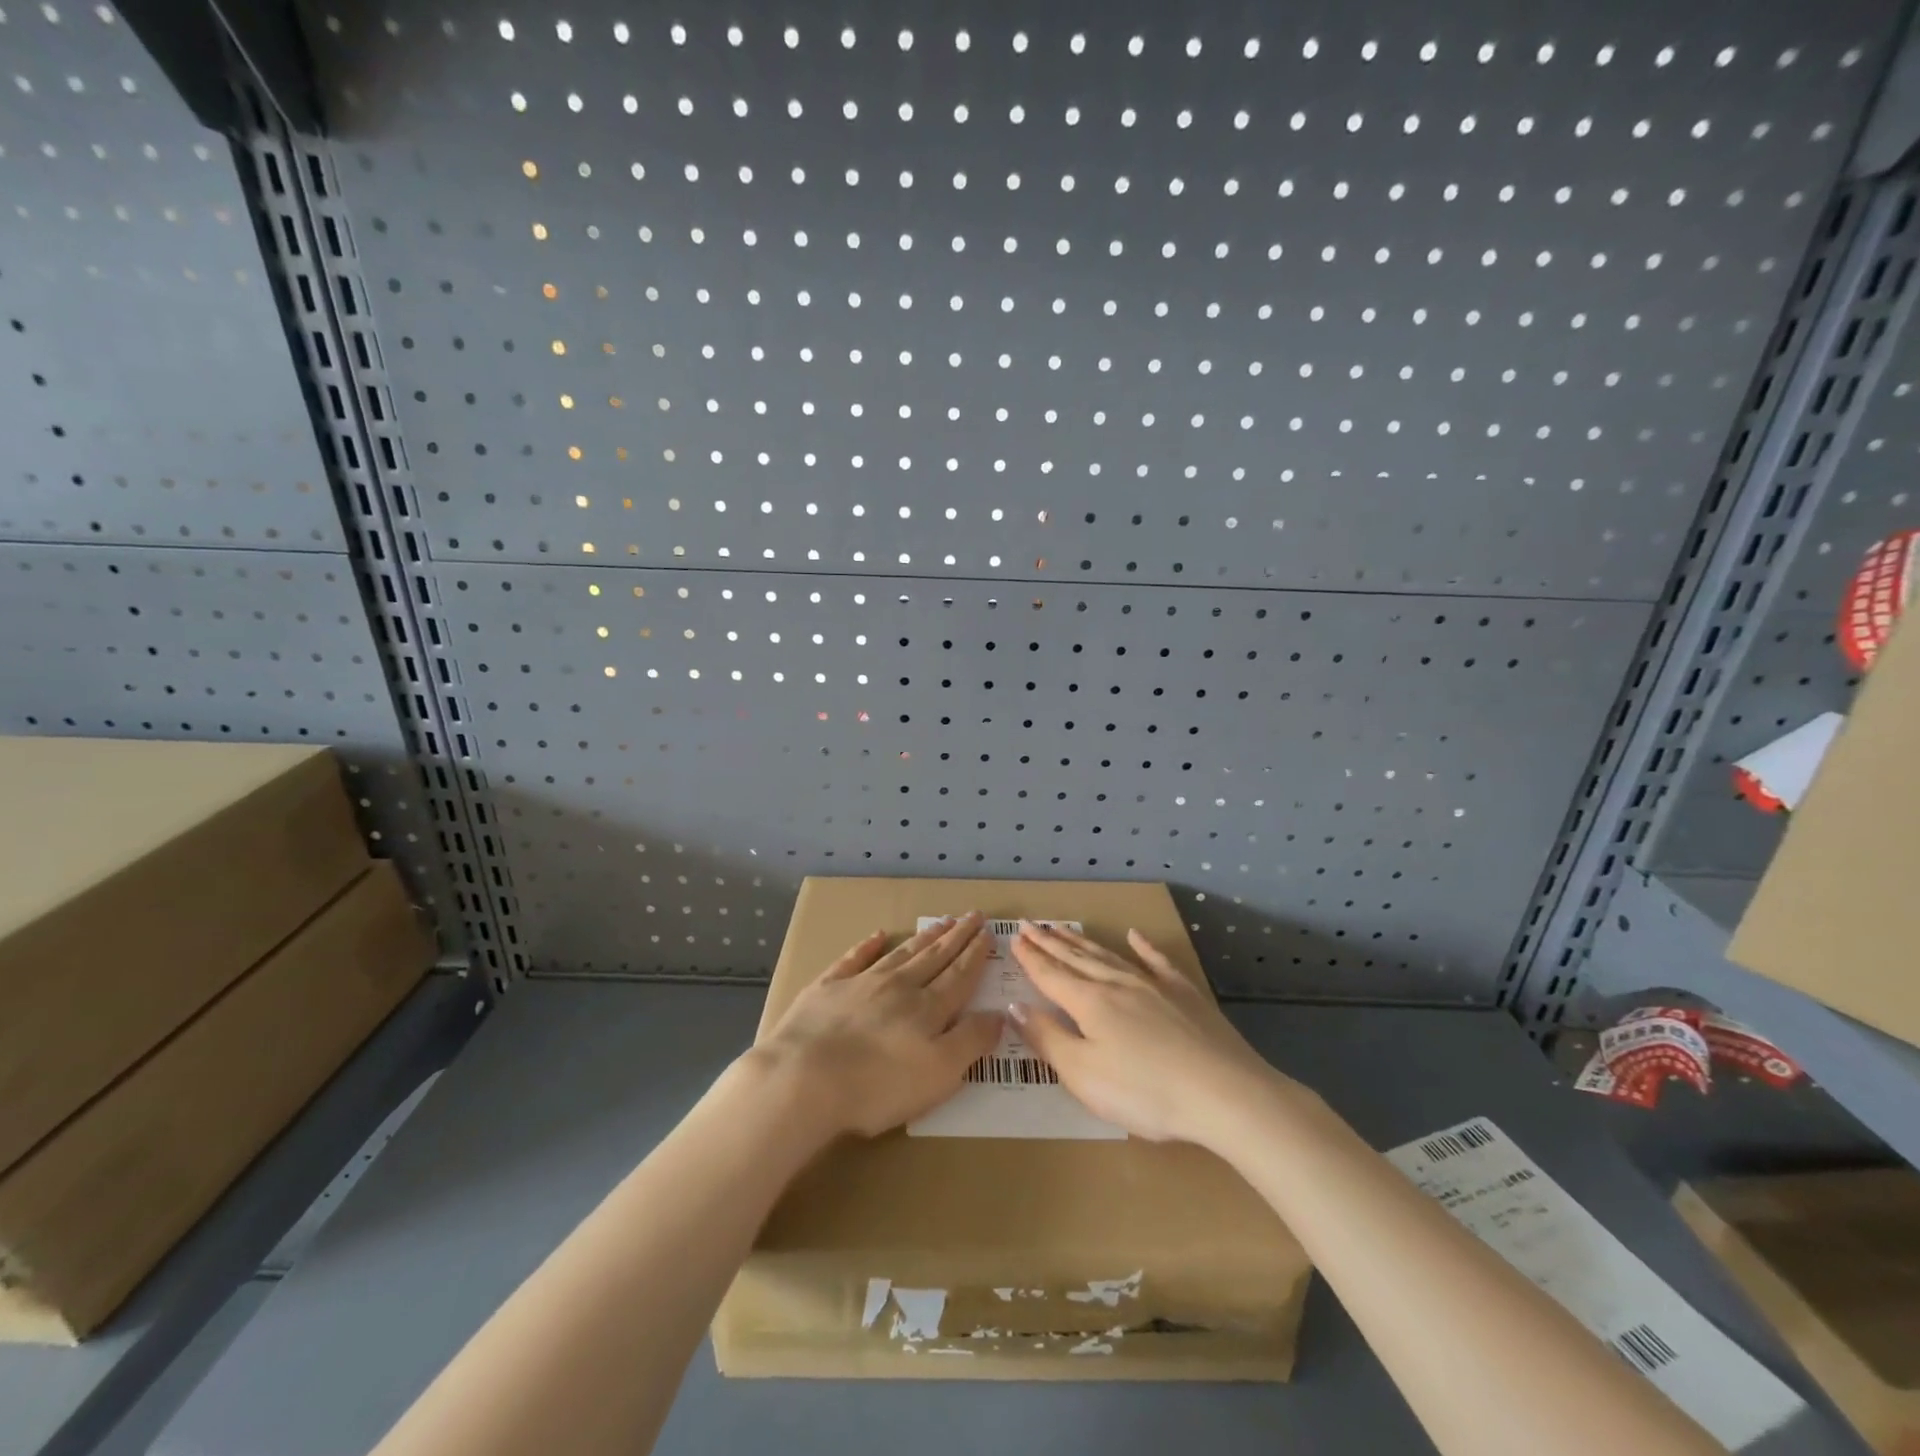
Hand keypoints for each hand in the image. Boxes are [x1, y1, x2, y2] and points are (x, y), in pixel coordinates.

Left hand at [748, 913, 1003, 1139]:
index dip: (976, 955)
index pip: (960, 975)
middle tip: (973, 915)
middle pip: (935, 957)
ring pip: (901, 954)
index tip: (989, 933)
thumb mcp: (940, 1073)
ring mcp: (861, 983)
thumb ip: (972, 1041)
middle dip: (957, 937)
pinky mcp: (827, 989)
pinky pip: (854, 959)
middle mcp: (899, 987)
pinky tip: (877, 936)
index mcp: (928, 1008)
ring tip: (941, 922)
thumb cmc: (878, 1086)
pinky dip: (867, 946)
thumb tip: (1000, 1013)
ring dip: (924, 938)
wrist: (804, 1079)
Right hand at [1010, 922, 1291, 1147]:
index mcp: (1090, 1003)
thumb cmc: (1146, 1092)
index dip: (1030, 958)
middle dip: (1050, 943)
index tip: (1014, 938)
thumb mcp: (1084, 1075)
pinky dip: (1144, 947)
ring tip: (1063, 928)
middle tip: (1030, 925)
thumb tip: (1014, 1006)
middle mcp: (1117, 984)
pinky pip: (1158, 962)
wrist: (1224, 1093)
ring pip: (1109, 956)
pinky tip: (1135, 935)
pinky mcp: (1185, 995)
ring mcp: (1154, 986)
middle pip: (1076, 959)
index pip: (1051, 975)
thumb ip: (1047, 1039)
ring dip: (1083, 942)